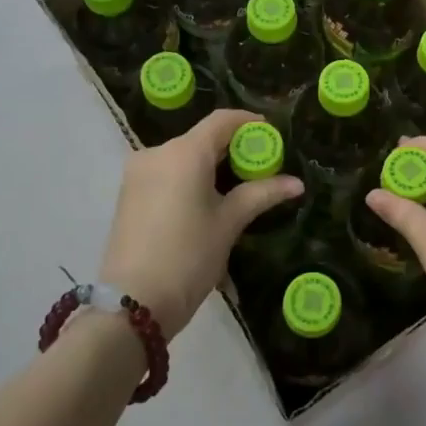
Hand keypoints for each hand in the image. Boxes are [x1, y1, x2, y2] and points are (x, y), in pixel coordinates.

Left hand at [98, 110, 303, 340]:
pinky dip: (190, 178)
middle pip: (202, 138)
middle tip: (261, 168)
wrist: (132, 304)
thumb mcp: (229, 223)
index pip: (222, 120)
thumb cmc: (188, 257)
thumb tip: (296, 184)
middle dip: (233, 148)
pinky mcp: (128, 194)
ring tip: (237, 189)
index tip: (272, 137)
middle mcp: (157, 152)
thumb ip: (262, 195)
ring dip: (211, 165)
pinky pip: (167, 173)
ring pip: (183, 156)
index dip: (250, 123)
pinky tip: (206, 201)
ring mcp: (137, 173)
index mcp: (184, 152)